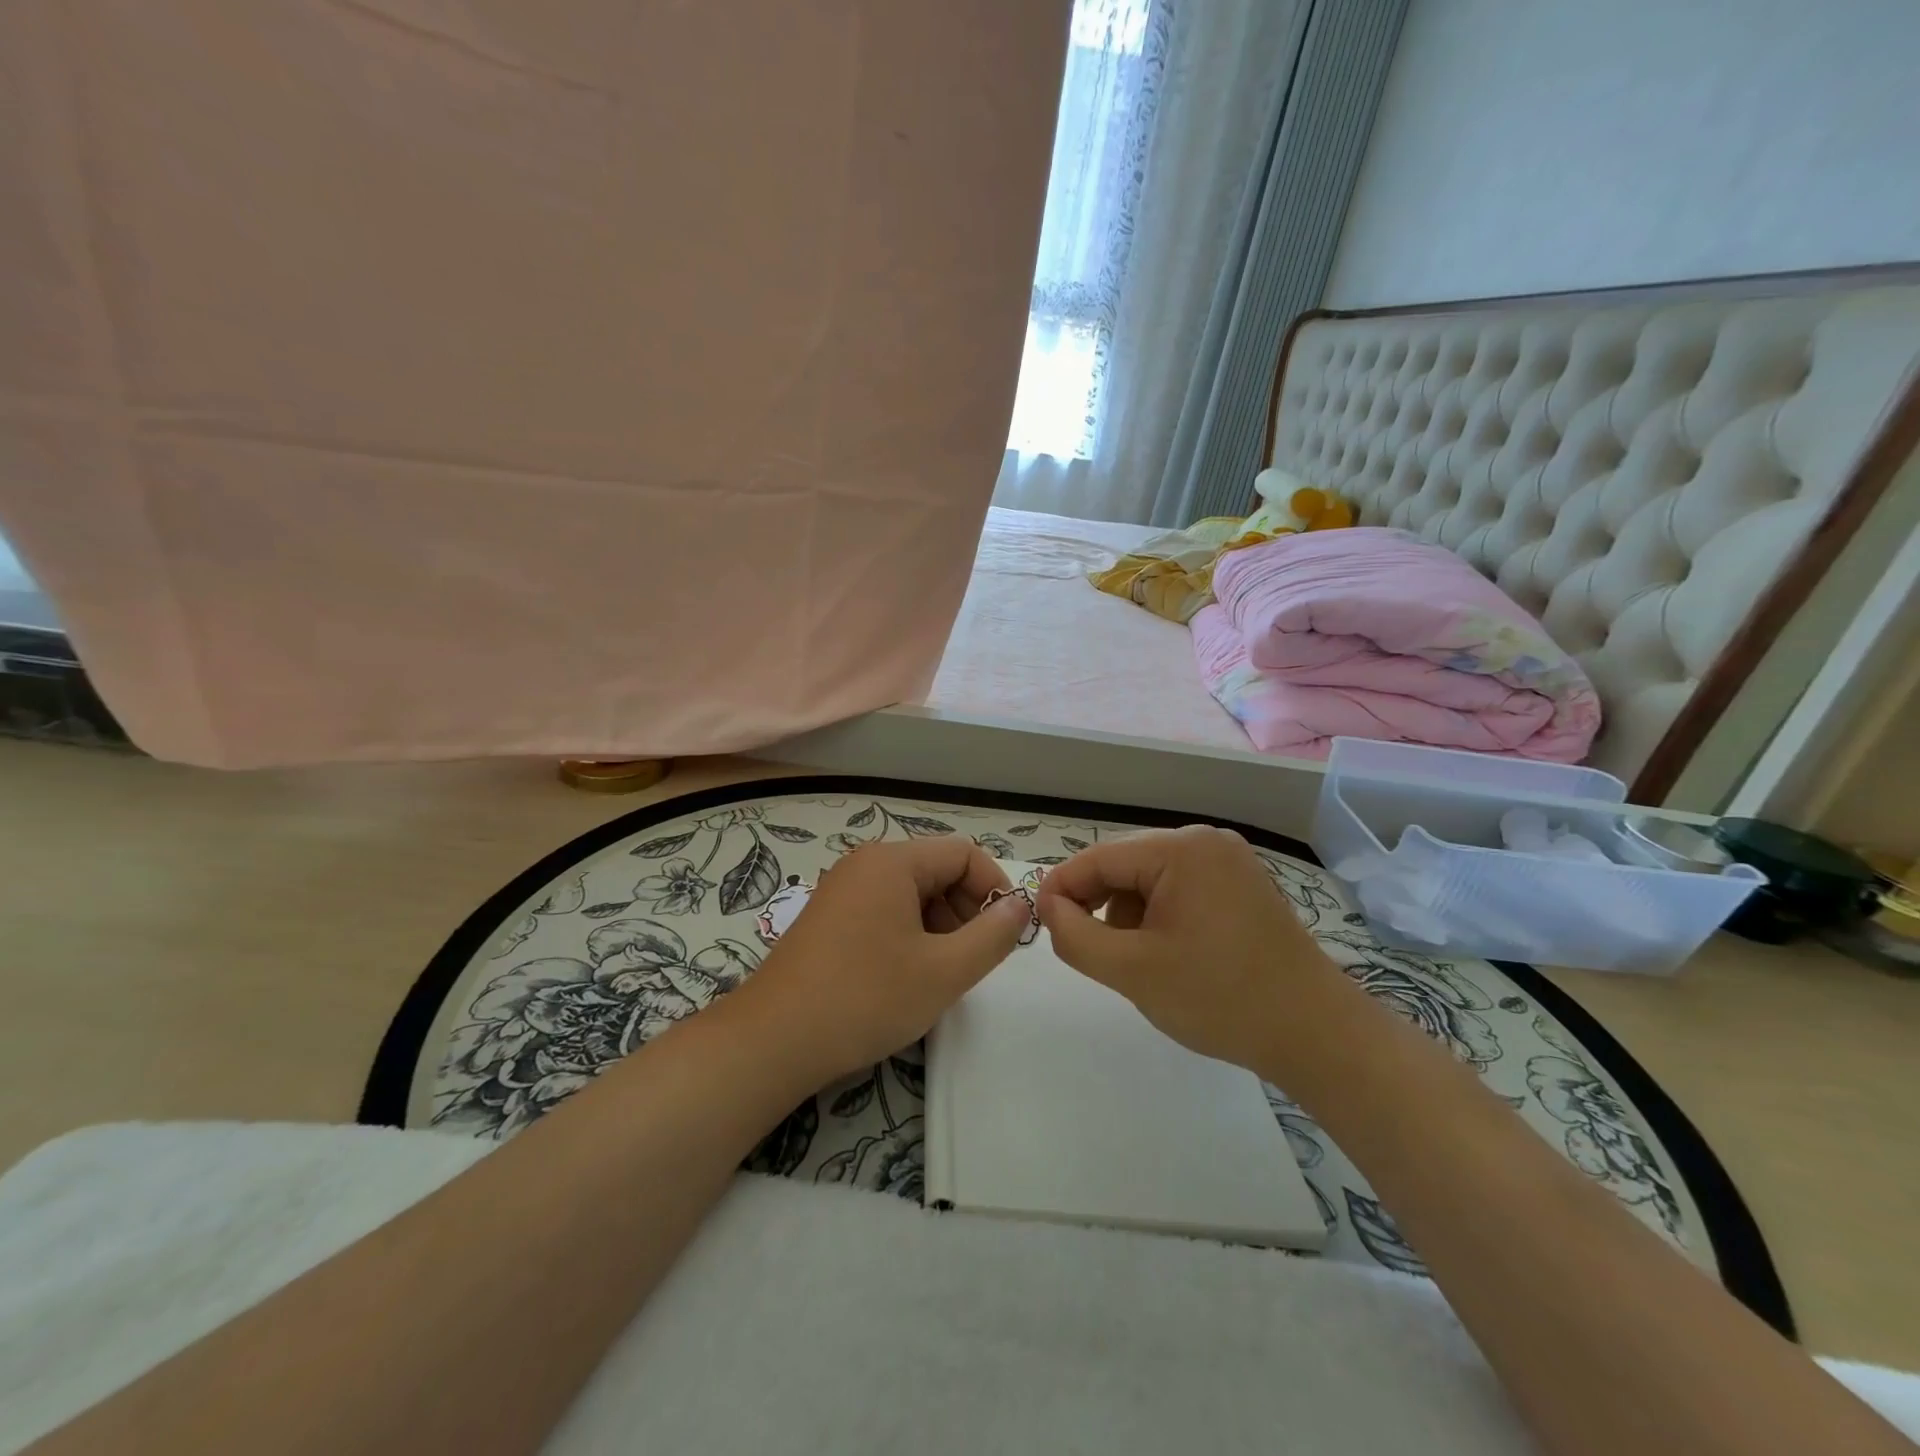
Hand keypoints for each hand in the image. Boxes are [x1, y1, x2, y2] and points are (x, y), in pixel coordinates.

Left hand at [724, 837, 1032, 1085]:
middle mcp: (865, 864)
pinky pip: (885, 911)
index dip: (994, 888)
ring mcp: (842, 890)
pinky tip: (907, 976)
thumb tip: (1021, 906)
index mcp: (892, 862)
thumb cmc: (865, 998)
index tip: (1006, 934)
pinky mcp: (829, 918)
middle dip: (966, 910)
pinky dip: (910, 935)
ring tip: (941, 973)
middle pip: (937, 871)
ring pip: (912, 894)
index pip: (964, 854)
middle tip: (973, 960)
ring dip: (940, 926)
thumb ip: (993, 936)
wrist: (773, 1040)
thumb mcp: (944, 971)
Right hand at [1036, 826, 1344, 1070]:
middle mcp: (1205, 841)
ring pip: (1149, 877)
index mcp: (1181, 849)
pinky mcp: (1240, 885)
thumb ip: (1075, 935)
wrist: (1316, 1034)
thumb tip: (1048, 907)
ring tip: (1136, 960)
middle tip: (1085, 949)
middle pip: (1125, 864)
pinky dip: (1158, 915)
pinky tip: (1166, 952)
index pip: (1099, 857)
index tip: (1038, 922)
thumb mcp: (1132, 970)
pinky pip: (1179, 888)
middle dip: (1098, 904)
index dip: (1061, 888)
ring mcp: (1228, 861)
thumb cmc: (1220, 999)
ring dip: (1128, 913)